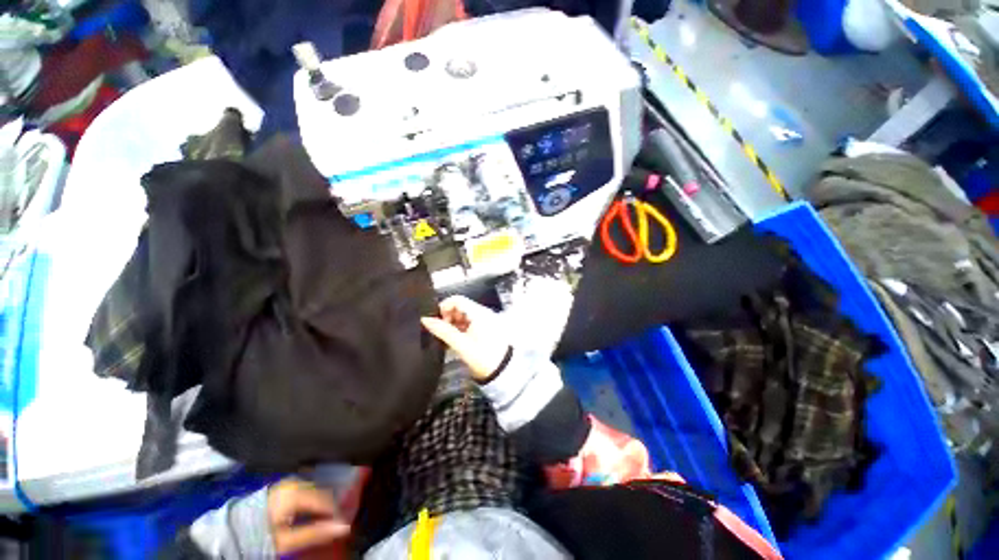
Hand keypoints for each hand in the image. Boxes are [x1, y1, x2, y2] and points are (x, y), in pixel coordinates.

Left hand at [267, 479, 349, 554]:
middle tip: (334, 525)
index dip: (336, 513)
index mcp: (296, 492)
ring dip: (322, 505)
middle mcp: (296, 481)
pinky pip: (309, 490)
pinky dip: (314, 501)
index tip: (343, 526)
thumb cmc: (261, 535)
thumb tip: (344, 527)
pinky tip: (313, 513)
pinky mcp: (288, 484)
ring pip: (318, 490)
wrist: (236, 529)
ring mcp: (291, 481)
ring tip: (324, 521)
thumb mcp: (286, 540)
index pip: (326, 500)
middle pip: (323, 493)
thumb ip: (315, 533)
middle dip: (330, 508)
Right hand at [421, 296, 510, 380]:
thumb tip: (425, 319)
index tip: (437, 322)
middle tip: (441, 332)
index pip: (457, 299)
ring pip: (463, 316)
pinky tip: (455, 341)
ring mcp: (485, 320)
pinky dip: (460, 329)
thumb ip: (443, 331)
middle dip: (447, 317)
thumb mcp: (461, 344)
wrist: (504, 371)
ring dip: (453, 324)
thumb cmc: (483, 357)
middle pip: (460, 307)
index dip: (444, 307)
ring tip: (447, 339)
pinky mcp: (486, 328)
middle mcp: (483, 313)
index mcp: (479, 313)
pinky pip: (469, 323)